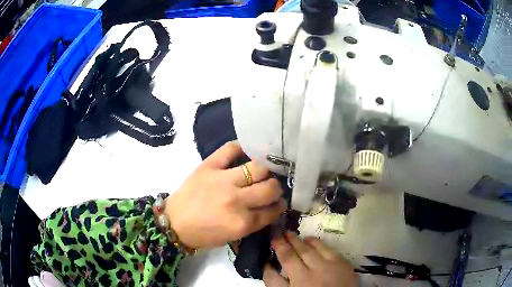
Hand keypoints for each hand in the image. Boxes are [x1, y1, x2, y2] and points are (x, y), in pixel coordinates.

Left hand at [165, 141, 286, 248]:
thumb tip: (270, 206)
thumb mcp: (232, 236)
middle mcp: (236, 200)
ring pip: (258, 167)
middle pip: (270, 187)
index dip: (280, 205)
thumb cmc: (203, 234)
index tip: (280, 202)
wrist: (174, 222)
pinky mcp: (209, 166)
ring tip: (262, 171)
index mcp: (242, 222)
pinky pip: (230, 149)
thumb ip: (253, 222)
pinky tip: (247, 151)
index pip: (273, 210)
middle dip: (276, 188)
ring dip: (265, 170)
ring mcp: (222, 180)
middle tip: (271, 187)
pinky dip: (241, 147)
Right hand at [264, 232, 356, 286]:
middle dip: (280, 245)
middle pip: (289, 257)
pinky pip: (325, 248)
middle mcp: (306, 278)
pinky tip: (309, 239)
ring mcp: (325, 269)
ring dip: (296, 241)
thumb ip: (281, 285)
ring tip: (289, 234)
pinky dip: (316, 242)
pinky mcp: (341, 263)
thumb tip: (271, 270)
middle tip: (275, 235)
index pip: (272, 276)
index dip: (266, 266)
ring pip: (306, 250)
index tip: (264, 258)